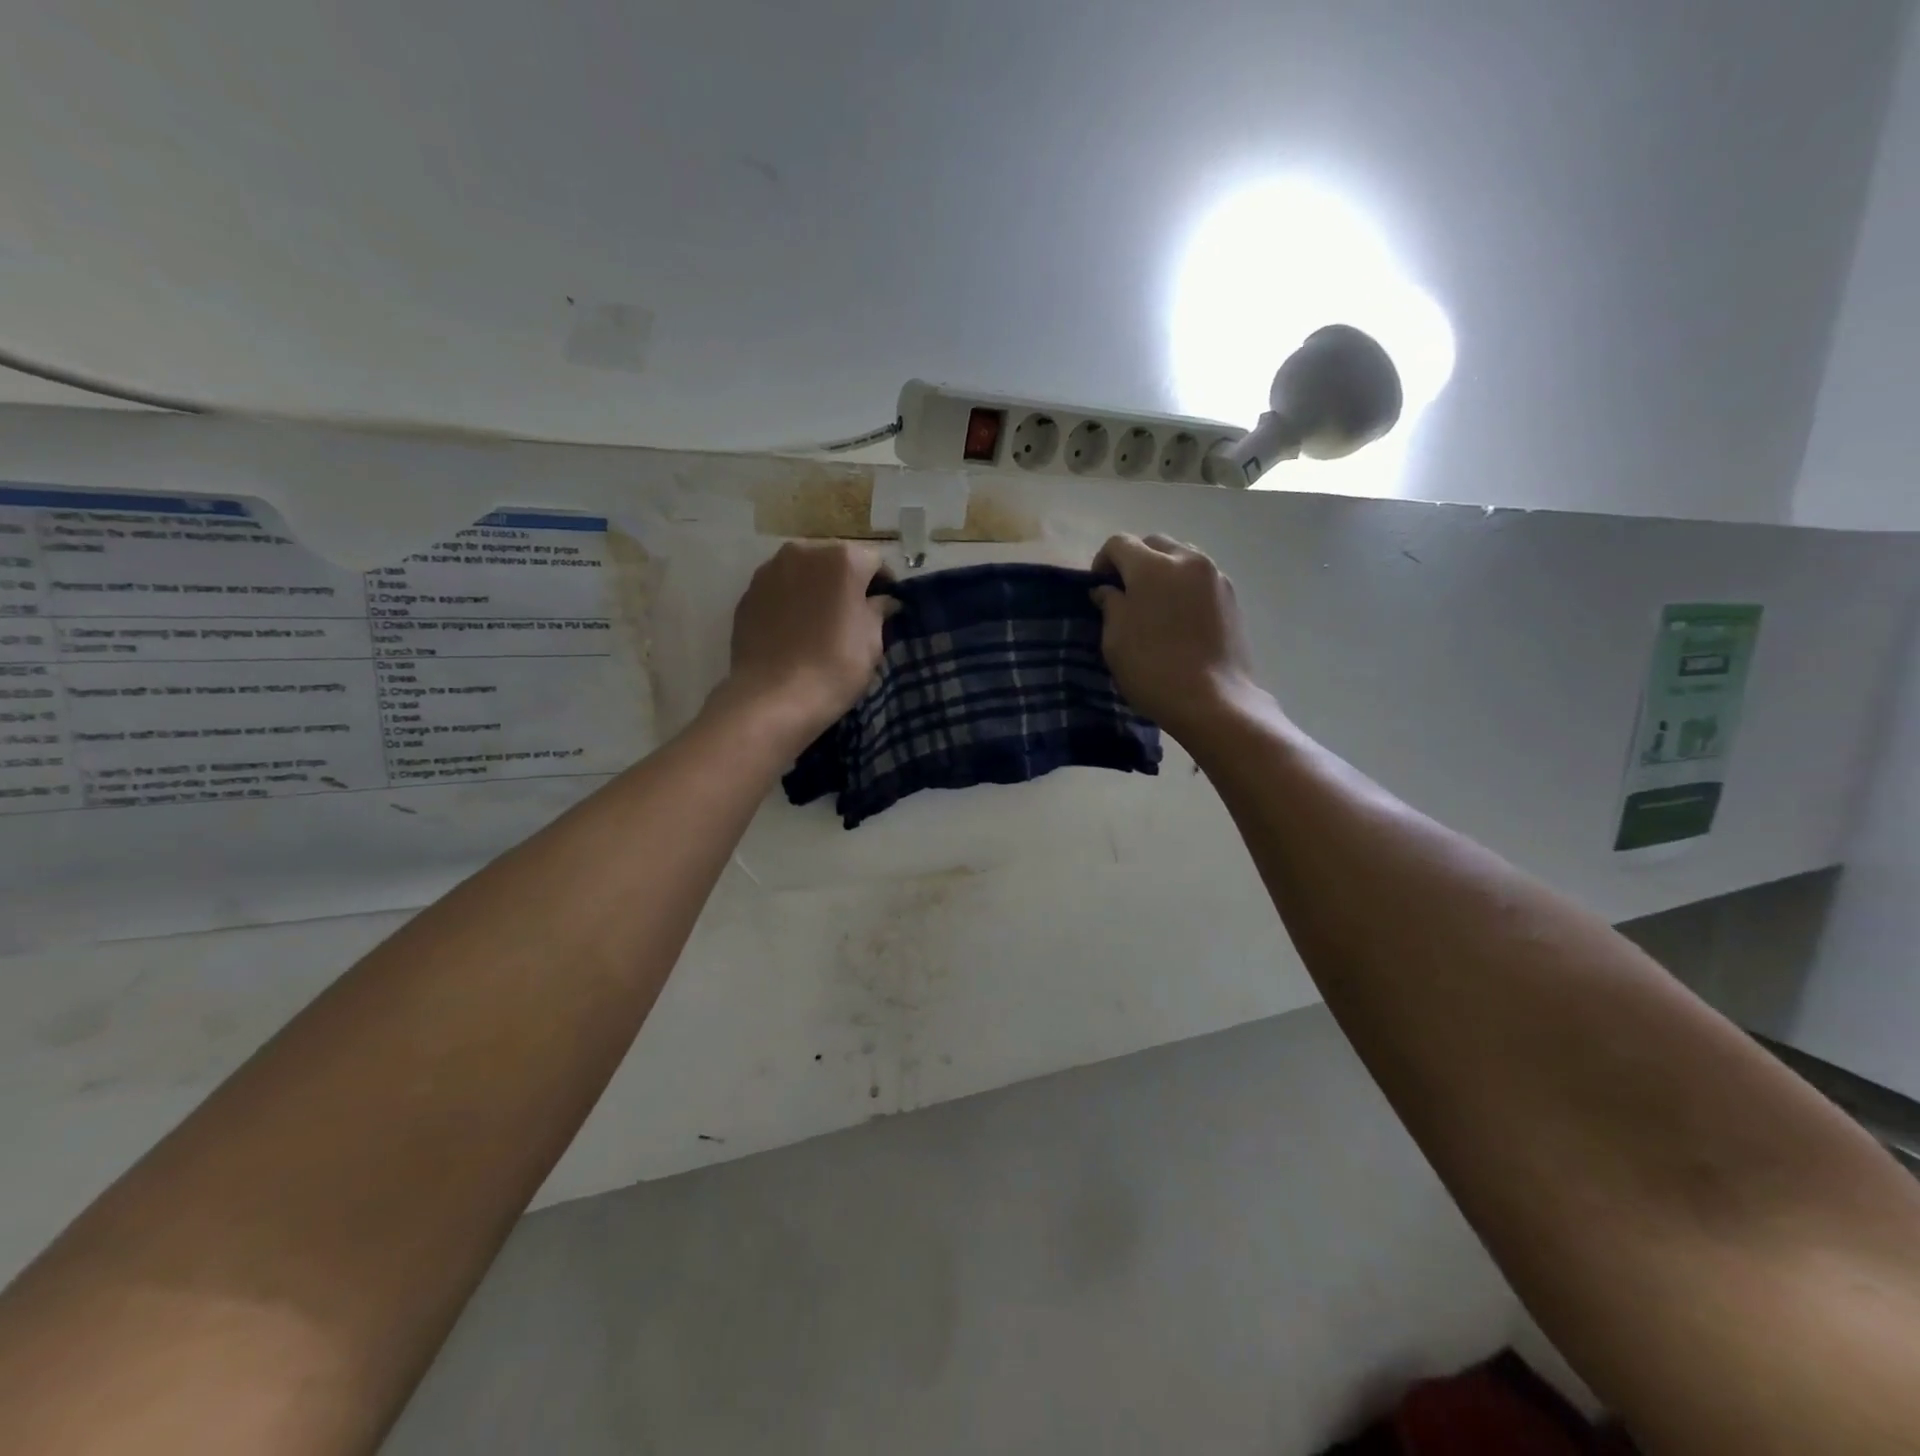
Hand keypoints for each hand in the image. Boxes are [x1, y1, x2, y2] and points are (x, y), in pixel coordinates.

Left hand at [717, 540, 889, 746]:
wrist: (772, 697)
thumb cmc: (835, 667)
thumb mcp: (872, 641)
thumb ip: (879, 611)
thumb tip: (882, 600)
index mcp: (843, 559)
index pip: (875, 561)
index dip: (883, 584)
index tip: (885, 607)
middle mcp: (805, 552)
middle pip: (836, 560)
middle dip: (847, 581)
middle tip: (852, 614)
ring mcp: (770, 570)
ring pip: (804, 572)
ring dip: (816, 588)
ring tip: (820, 621)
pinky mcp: (748, 593)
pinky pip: (780, 589)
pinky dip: (791, 600)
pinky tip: (794, 629)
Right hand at [1091, 534, 1261, 739]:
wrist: (1213, 700)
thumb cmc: (1153, 669)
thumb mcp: (1115, 639)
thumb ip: (1110, 605)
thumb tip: (1107, 590)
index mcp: (1152, 566)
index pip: (1119, 543)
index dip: (1102, 561)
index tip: (1098, 588)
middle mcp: (1187, 560)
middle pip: (1154, 544)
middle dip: (1135, 560)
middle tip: (1125, 593)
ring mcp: (1215, 577)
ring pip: (1182, 557)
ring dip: (1163, 570)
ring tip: (1155, 603)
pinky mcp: (1232, 597)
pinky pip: (1201, 578)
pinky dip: (1185, 586)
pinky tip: (1179, 618)